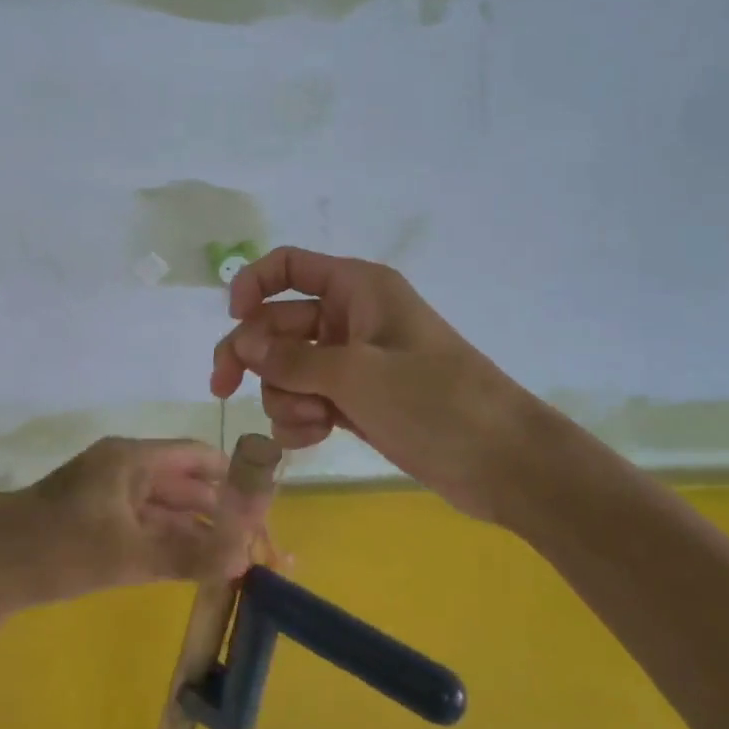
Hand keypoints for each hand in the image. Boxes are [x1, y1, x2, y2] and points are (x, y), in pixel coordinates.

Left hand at [0, 438, 259, 609]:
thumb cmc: (58, 550)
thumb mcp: (128, 555)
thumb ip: (188, 554)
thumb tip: (245, 558)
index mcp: (131, 458)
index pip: (197, 457)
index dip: (234, 479)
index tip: (264, 511)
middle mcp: (124, 468)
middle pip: (185, 483)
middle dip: (222, 513)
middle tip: (258, 548)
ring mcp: (109, 494)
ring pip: (167, 507)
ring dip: (199, 529)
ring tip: (238, 561)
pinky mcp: (97, 520)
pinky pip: (146, 524)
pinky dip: (172, 540)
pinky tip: (196, 564)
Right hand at [210, 247, 521, 520]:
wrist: (504, 462)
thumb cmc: (435, 401)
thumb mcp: (357, 375)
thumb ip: (292, 360)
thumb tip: (242, 347)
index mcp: (357, 289)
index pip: (290, 266)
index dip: (254, 284)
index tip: (234, 320)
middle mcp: (350, 318)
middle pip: (278, 323)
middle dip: (254, 356)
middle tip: (223, 388)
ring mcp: (352, 363)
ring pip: (288, 368)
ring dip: (284, 395)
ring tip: (311, 420)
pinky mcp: (356, 402)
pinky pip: (307, 399)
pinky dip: (301, 418)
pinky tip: (314, 437)